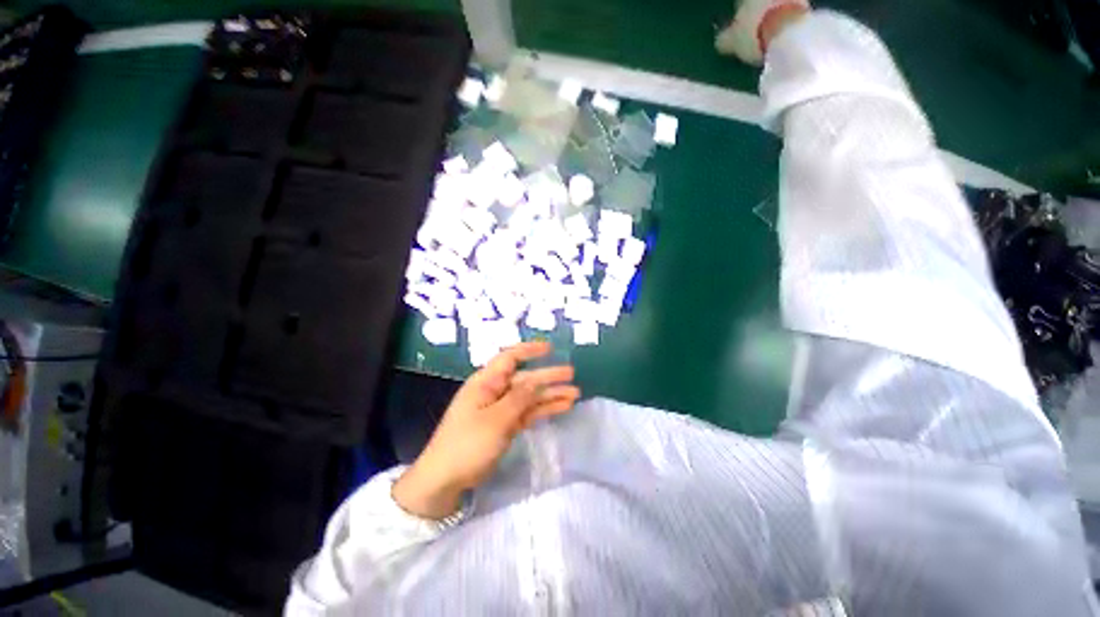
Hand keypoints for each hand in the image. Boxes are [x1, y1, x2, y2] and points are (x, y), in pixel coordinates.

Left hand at [392, 342, 579, 519]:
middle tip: (571, 374)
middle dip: (547, 376)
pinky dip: (544, 410)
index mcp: (486, 382)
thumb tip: (536, 380)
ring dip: (550, 394)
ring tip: (575, 393)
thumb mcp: (496, 419)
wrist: (445, 480)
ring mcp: (501, 409)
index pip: (509, 358)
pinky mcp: (505, 425)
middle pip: (525, 378)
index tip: (550, 348)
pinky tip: (563, 407)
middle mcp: (494, 391)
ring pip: (530, 396)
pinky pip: (528, 412)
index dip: (529, 351)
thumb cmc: (467, 443)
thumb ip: (518, 398)